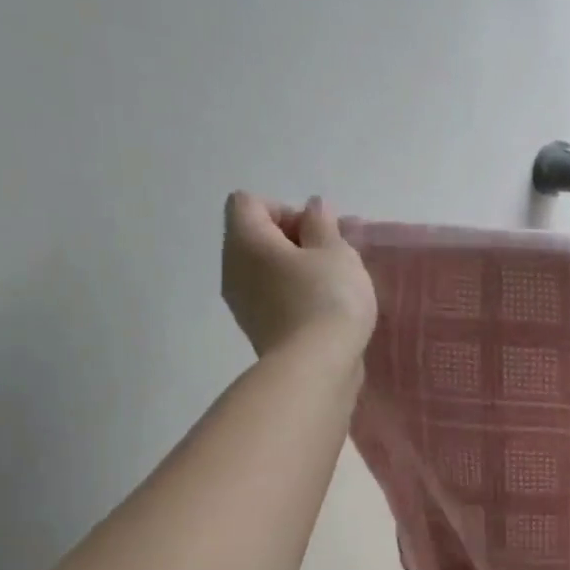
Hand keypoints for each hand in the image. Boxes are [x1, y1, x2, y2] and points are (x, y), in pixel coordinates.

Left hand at [221, 193, 376, 360]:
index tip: (316, 234)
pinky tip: (324, 311)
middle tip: (332, 258)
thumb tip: (312, 208)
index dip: (285, 210)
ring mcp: (242, 303)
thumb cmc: (327, 298)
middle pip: (256, 237)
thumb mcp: (336, 252)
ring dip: (297, 271)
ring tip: (333, 286)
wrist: (317, 367)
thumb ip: (323, 224)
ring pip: (266, 270)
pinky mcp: (258, 330)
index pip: (249, 203)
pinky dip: (295, 297)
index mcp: (245, 240)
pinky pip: (273, 298)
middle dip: (295, 241)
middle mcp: (232, 267)